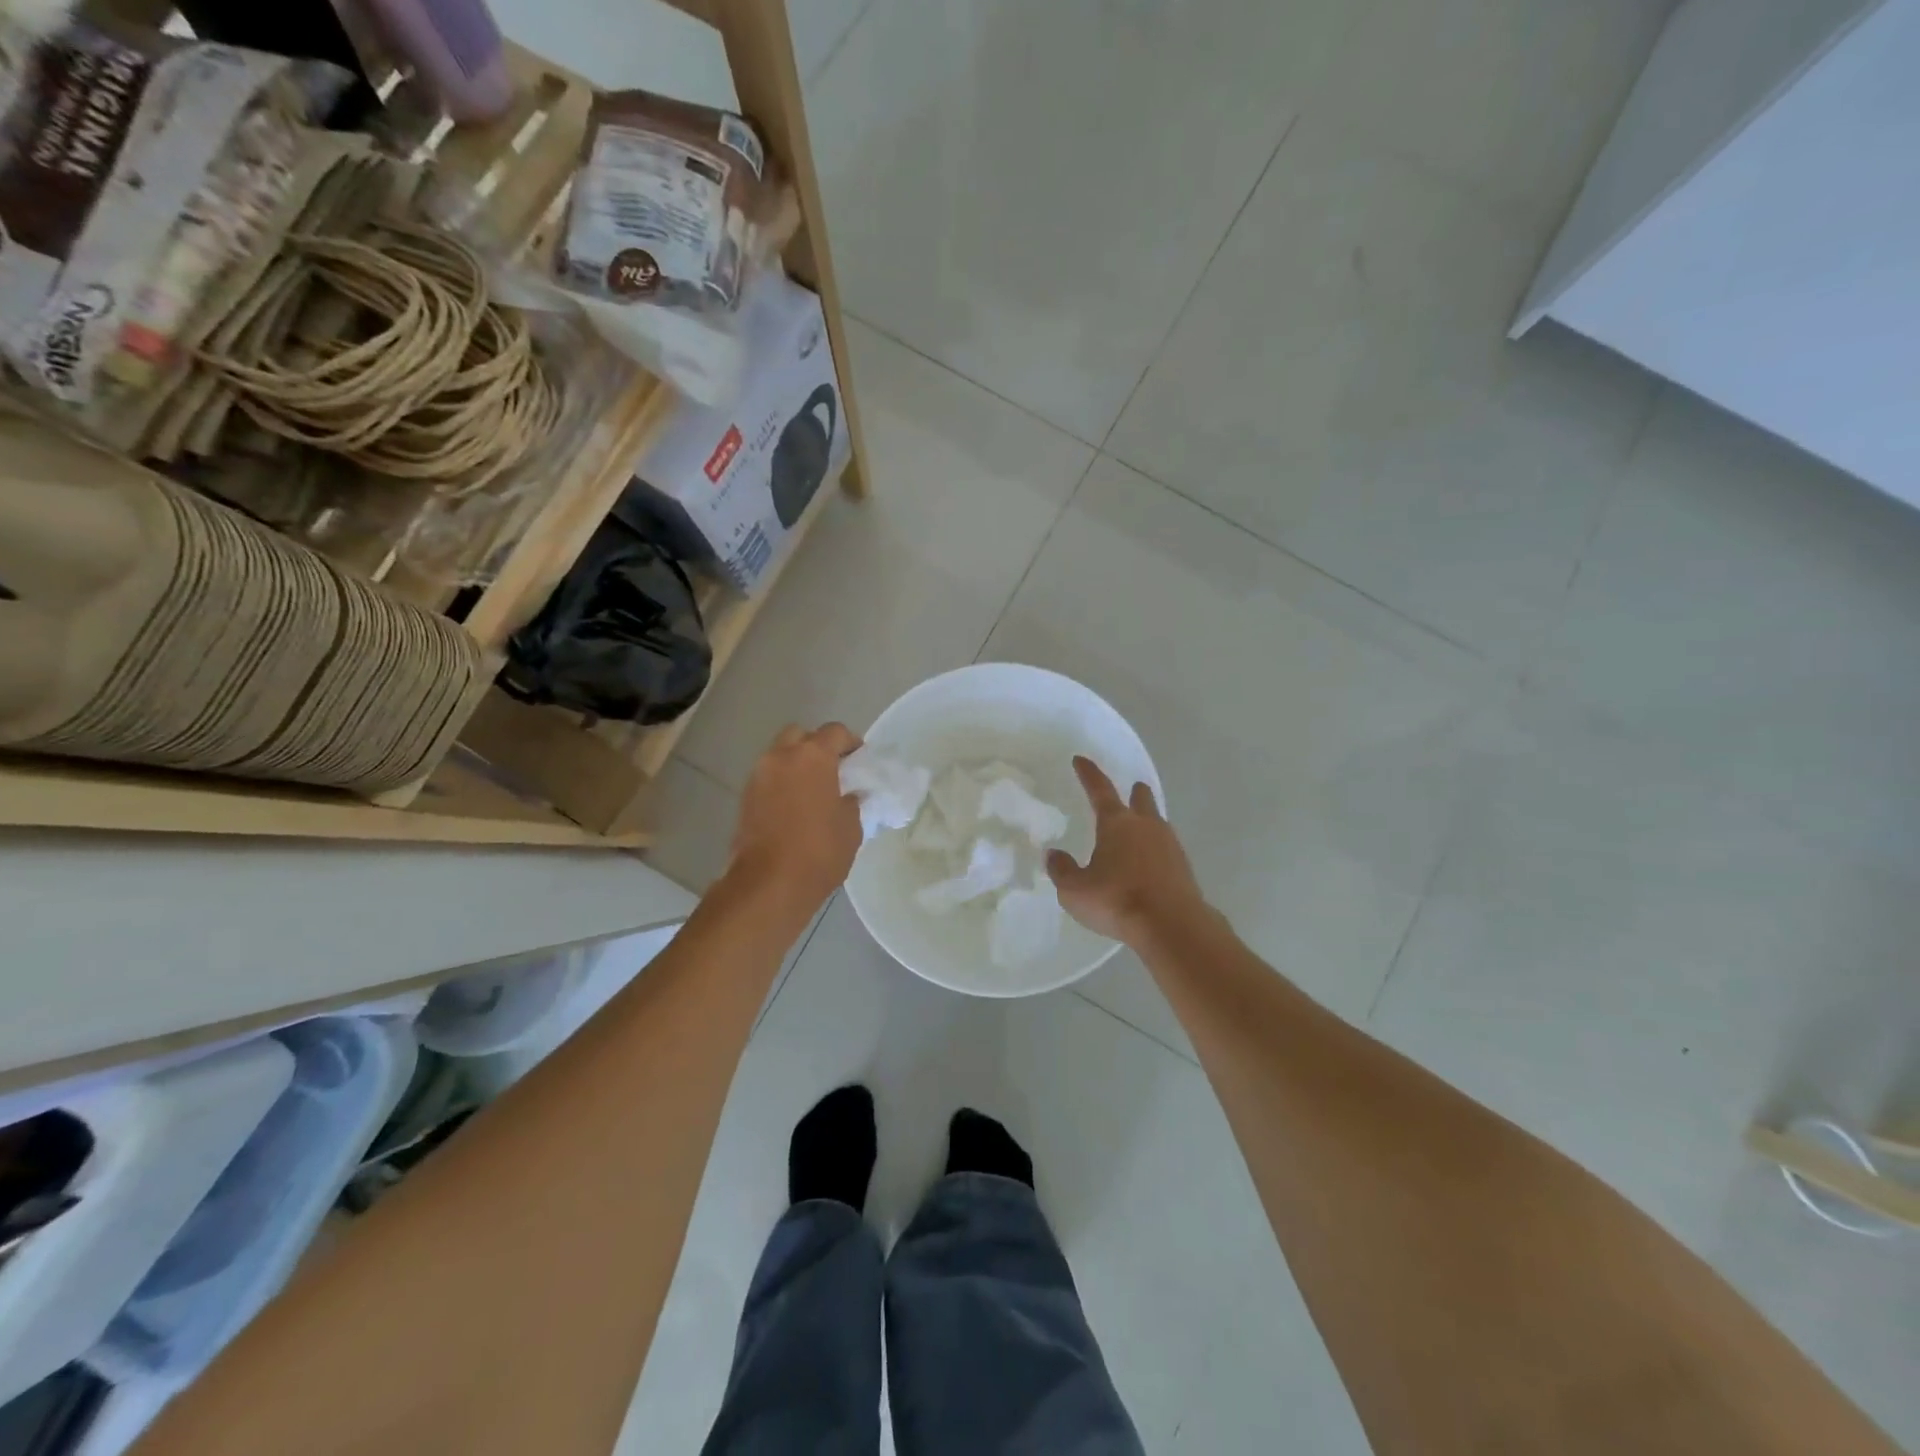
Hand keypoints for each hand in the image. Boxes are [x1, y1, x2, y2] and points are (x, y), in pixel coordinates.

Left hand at [729, 723, 864, 917]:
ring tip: (814, 791)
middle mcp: (781, 756)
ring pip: (780, 756)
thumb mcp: (851, 826)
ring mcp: (758, 776)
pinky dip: (782, 784)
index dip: (851, 743)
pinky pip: (769, 778)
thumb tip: (847, 795)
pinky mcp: (745, 798)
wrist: (768, 884)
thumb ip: (851, 801)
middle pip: (801, 736)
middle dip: (817, 747)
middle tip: (833, 771)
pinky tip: (796, 807)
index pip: (835, 732)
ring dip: (796, 765)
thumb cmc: (819, 851)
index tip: (860, 761)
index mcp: (812, 756)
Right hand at [1048, 756, 1205, 945]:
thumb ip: (1062, 870)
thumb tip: (1054, 855)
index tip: (1080, 760)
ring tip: (1139, 828)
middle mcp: (1145, 826)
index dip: (1088, 773)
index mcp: (1116, 823)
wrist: (1172, 925)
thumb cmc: (1117, 900)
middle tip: (1131, 789)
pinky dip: (1156, 849)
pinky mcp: (1184, 868)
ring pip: (1157, 823)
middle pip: (1141, 800)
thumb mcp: (1075, 890)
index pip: (1100, 789)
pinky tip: (1150, 862)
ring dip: (1147, 820)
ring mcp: (1169, 845)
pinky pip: (1166, 849)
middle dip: (1134, 792)